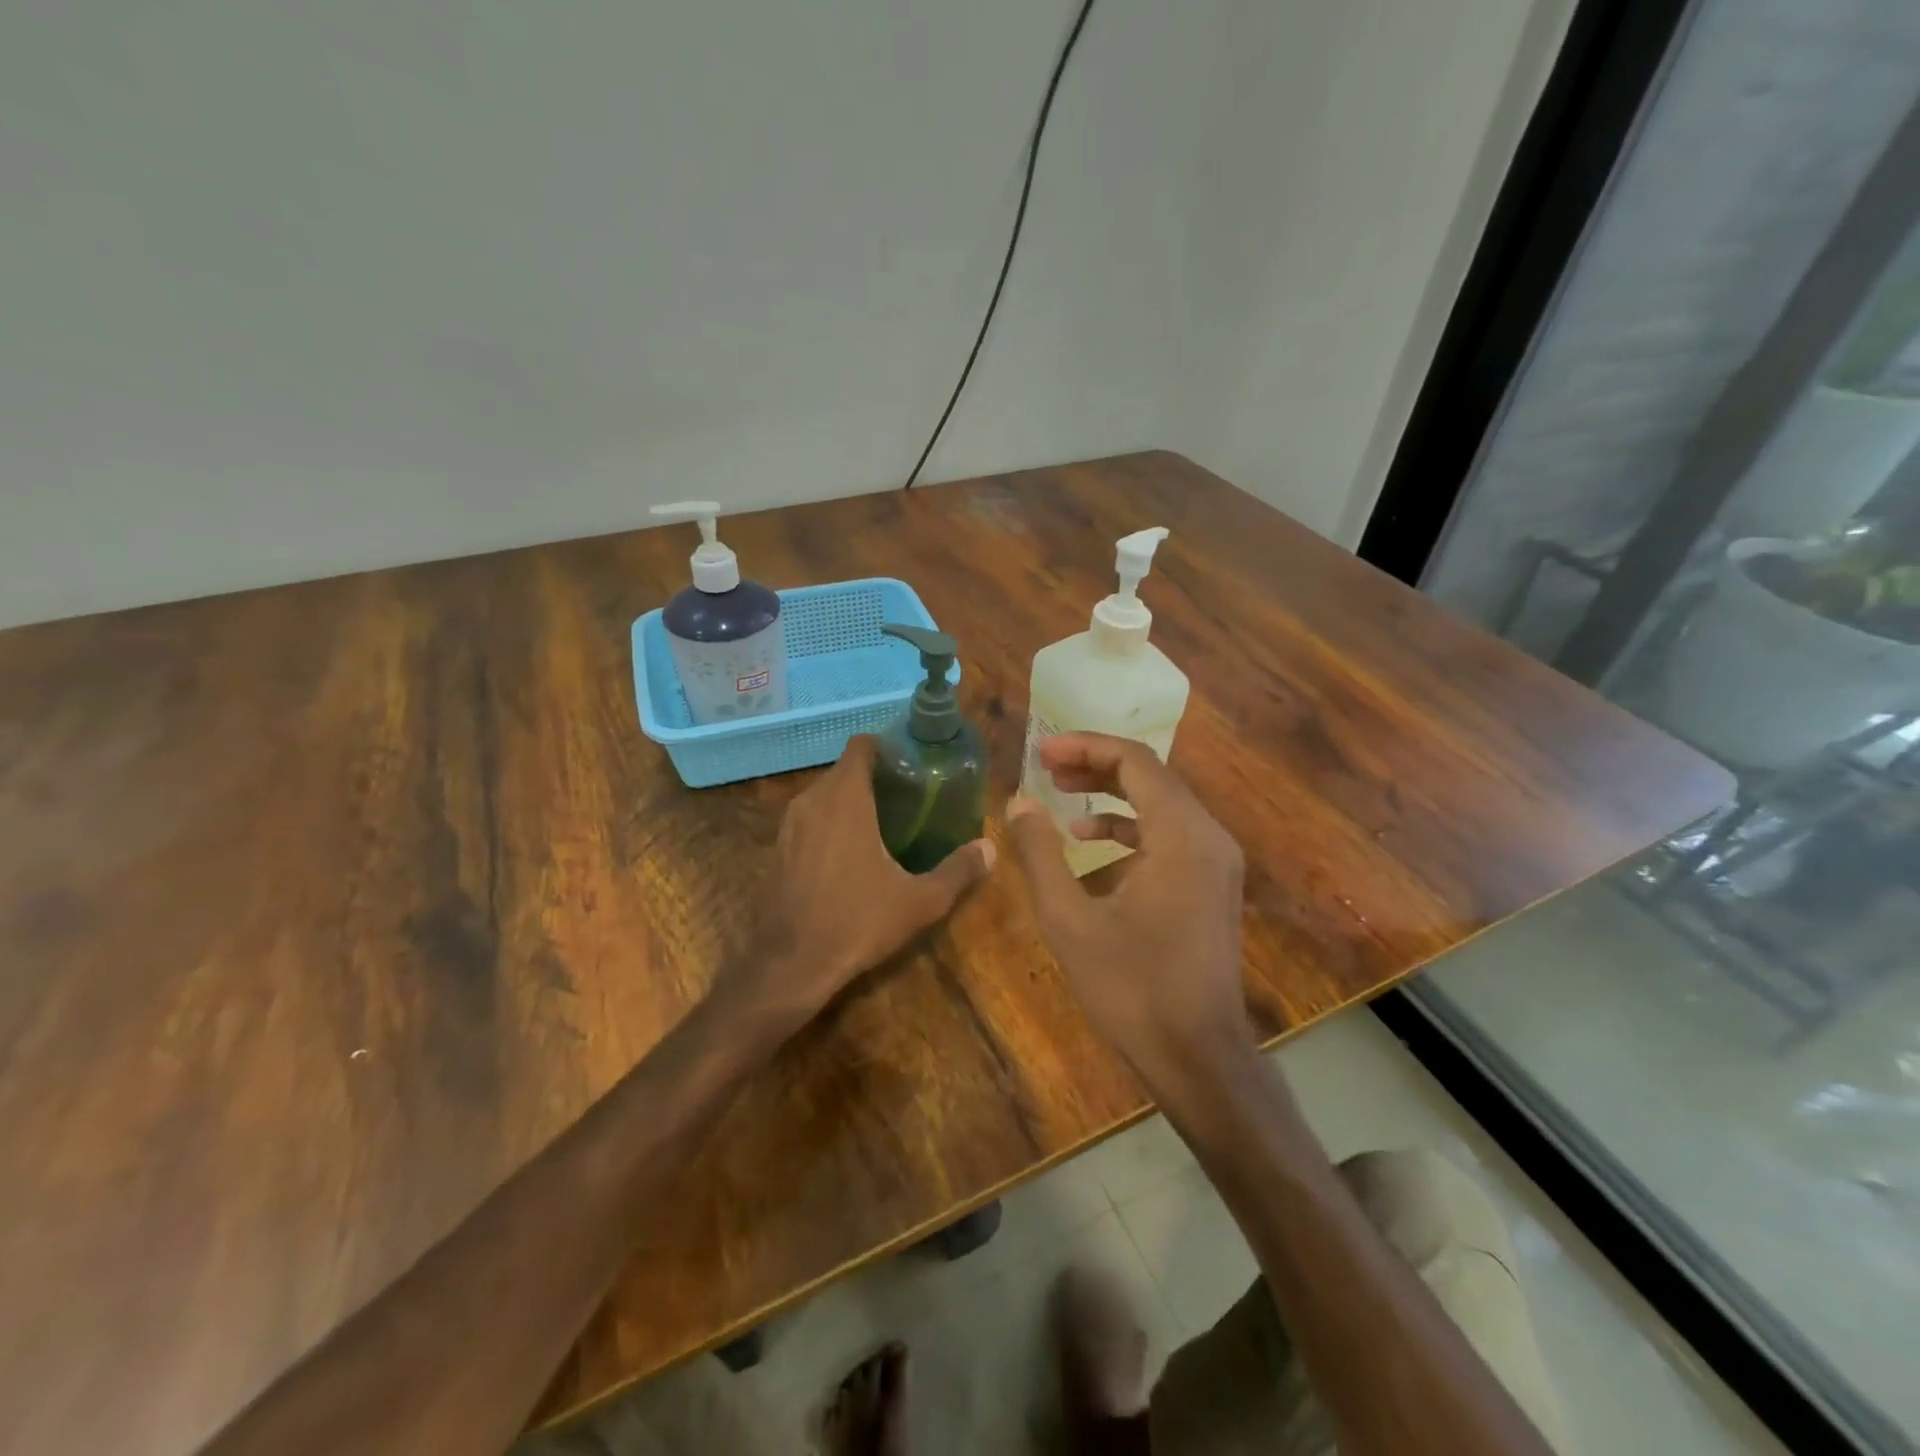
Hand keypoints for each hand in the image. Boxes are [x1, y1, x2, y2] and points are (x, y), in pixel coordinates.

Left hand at [738, 735, 993, 1024]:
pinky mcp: (778, 849)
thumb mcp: (919, 901)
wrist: (789, 964)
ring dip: (853, 801)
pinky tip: (852, 855)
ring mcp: (789, 825)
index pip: (862, 746)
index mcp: (845, 797)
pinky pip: (810, 820)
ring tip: (887, 825)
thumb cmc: (857, 921)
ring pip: (825, 796)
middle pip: (846, 770)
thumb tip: (990, 849)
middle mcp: (812, 800)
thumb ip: (957, 871)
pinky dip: (831, 824)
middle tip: (911, 799)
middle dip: (876, 778)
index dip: (888, 748)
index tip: (913, 765)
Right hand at [1007, 733, 1248, 1078]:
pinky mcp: (1213, 885)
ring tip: (1062, 799)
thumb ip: (1040, 854)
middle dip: (1096, 766)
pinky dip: (1131, 829)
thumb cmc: (1132, 989)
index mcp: (1181, 835)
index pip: (1135, 761)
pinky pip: (1170, 835)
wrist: (1199, 1058)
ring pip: (1162, 804)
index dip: (1085, 747)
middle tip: (1046, 768)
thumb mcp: (1070, 920)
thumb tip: (1018, 803)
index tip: (1040, 752)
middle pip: (1152, 776)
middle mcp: (1209, 836)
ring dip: (1112, 795)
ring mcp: (1216, 862)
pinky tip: (1091, 846)